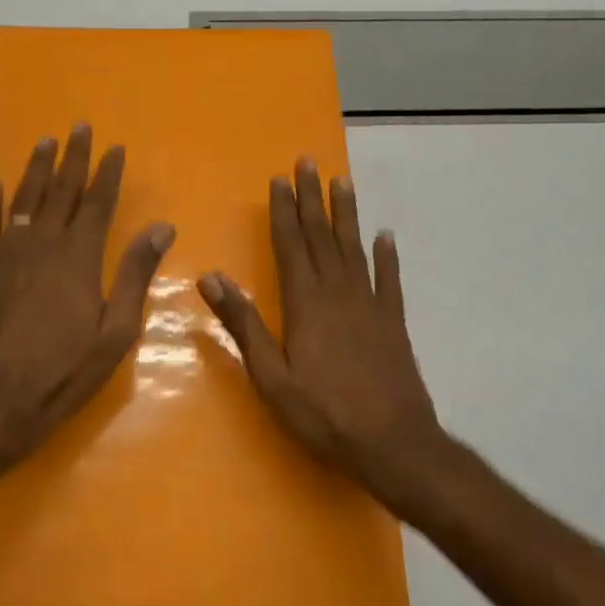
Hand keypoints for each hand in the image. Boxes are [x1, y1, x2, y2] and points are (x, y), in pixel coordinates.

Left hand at [0, 124, 173, 468]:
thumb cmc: (61, 373)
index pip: (98, 203)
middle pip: (60, 191)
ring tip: (44, 142)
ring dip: (35, 169)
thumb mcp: (114, 332)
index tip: (115, 148)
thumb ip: (135, 275)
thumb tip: (162, 227)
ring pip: (23, 201)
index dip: (108, 174)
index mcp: (78, 258)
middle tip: (79, 127)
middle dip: (72, 158)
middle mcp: (41, 245)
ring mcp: (4, 255)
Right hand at [198, 159, 456, 519]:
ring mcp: (370, 305)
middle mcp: (339, 293)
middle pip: (322, 236)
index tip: (279, 180)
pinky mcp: (393, 322)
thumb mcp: (271, 375)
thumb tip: (211, 276)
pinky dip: (386, 255)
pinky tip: (385, 236)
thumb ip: (243, 323)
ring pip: (354, 248)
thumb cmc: (324, 413)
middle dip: (312, 198)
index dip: (283, 211)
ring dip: (346, 214)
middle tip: (308, 162)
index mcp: (306, 303)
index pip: (291, 245)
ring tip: (342, 182)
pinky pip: (389, 279)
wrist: (393, 443)